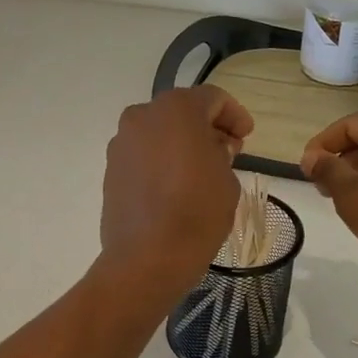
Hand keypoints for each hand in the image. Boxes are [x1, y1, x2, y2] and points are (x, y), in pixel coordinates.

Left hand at [99, 85, 253, 309]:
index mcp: (176, 109)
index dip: (234, 115)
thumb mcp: (227, 179)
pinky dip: (161, 161)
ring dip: (182, 144)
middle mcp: (142, 117)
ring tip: (201, 171)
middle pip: (181, 112)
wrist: (147, 258)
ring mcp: (121, 143)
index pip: (212, 99)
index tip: (247, 136)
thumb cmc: (197, 213)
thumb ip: (221, 154)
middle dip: (207, 128)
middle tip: (228, 151)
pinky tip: (176, 185)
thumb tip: (209, 150)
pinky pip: (143, 155)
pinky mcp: (111, 169)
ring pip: (159, 133)